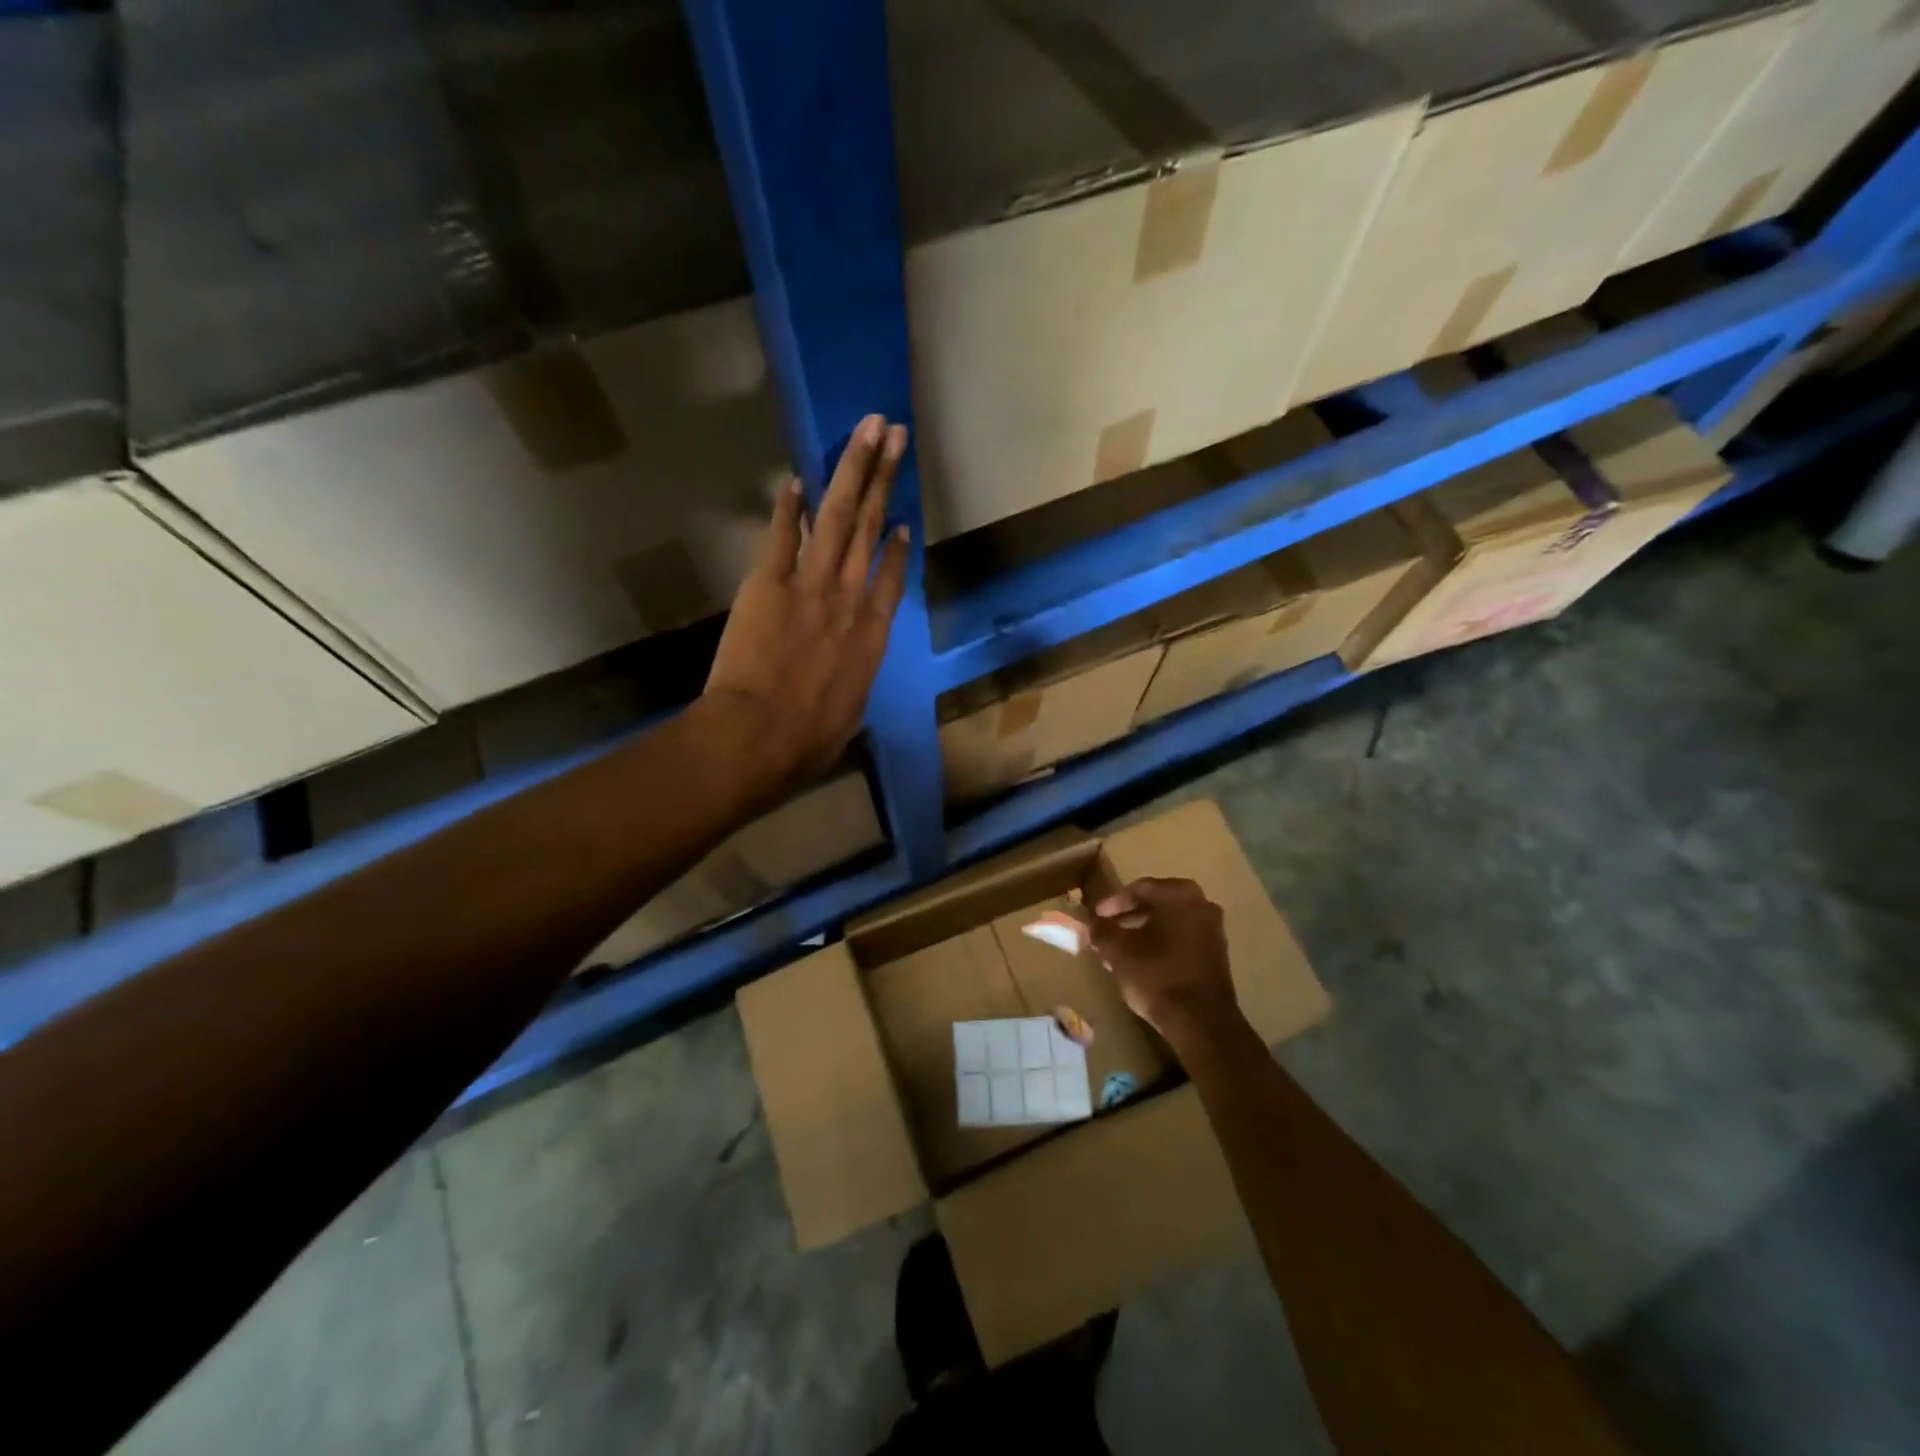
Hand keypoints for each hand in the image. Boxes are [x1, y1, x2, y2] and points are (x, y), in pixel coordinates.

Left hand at [706, 414, 911, 779]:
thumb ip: (852, 686)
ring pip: (840, 517)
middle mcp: (850, 599)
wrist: (760, 733)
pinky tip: (796, 480)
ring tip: (868, 431)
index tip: (904, 520)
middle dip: (885, 478)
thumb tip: (846, 684)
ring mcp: (810, 585)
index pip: (893, 579)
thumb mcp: (848, 716)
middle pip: (872, 529)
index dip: (900, 546)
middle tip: (895, 436)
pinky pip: (783, 535)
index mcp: (873, 635)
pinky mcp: (769, 582)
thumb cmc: (809, 739)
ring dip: (854, 470)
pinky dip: (790, 507)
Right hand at [1090, 878, 1243, 1048]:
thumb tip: (1093, 925)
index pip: (1138, 889)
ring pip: (1170, 921)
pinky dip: (1161, 942)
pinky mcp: (1216, 952)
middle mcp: (1201, 904)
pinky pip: (1182, 937)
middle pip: (1156, 903)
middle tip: (1107, 930)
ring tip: (1119, 948)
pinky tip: (1142, 960)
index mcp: (1179, 895)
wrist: (1201, 1022)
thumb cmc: (1157, 977)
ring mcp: (1213, 928)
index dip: (1113, 903)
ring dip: (1144, 931)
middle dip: (1128, 917)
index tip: (1096, 917)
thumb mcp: (1119, 953)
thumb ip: (1102, 933)